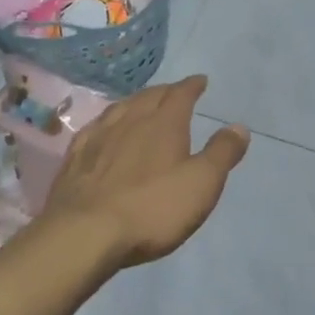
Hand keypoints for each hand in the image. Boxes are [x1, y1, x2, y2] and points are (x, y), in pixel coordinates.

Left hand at [43, 76, 248, 270]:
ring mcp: (99, 137)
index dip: (192, 86)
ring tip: (141, 104)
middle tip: (174, 92)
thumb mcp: (201, 184)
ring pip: (119, 109)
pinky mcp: (75, 158)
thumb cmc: (152, 208)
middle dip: (165, 91)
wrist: (84, 233)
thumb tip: (239, 126)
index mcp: (164, 124)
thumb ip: (221, 153)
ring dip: (135, 102)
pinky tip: (103, 129)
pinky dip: (106, 122)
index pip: (180, 94)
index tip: (200, 81)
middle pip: (149, 97)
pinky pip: (95, 128)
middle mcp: (130, 121)